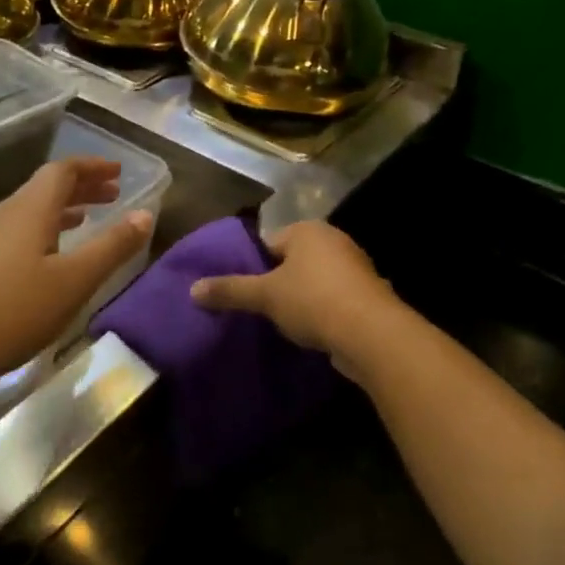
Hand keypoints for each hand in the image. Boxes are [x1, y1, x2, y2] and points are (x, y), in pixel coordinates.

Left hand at [0, 157, 154, 383]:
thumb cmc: (15, 309)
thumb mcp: (75, 279)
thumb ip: (112, 246)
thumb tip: (145, 214)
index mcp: (32, 208)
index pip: (64, 169)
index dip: (93, 167)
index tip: (119, 172)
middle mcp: (10, 213)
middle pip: (48, 186)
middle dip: (83, 186)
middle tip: (113, 193)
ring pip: (35, 208)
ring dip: (66, 208)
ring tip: (91, 218)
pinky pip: (23, 230)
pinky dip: (48, 229)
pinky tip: (55, 254)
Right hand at [190, 220, 402, 364]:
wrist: (372, 334)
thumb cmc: (313, 301)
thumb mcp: (264, 296)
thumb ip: (229, 290)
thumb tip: (192, 289)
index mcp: (307, 230)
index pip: (269, 243)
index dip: (254, 266)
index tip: (245, 292)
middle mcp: (333, 240)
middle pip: (293, 261)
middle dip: (278, 283)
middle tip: (261, 309)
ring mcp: (355, 267)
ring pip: (315, 281)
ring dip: (303, 299)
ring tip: (284, 324)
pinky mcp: (368, 295)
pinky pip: (335, 299)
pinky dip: (324, 312)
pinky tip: (313, 332)